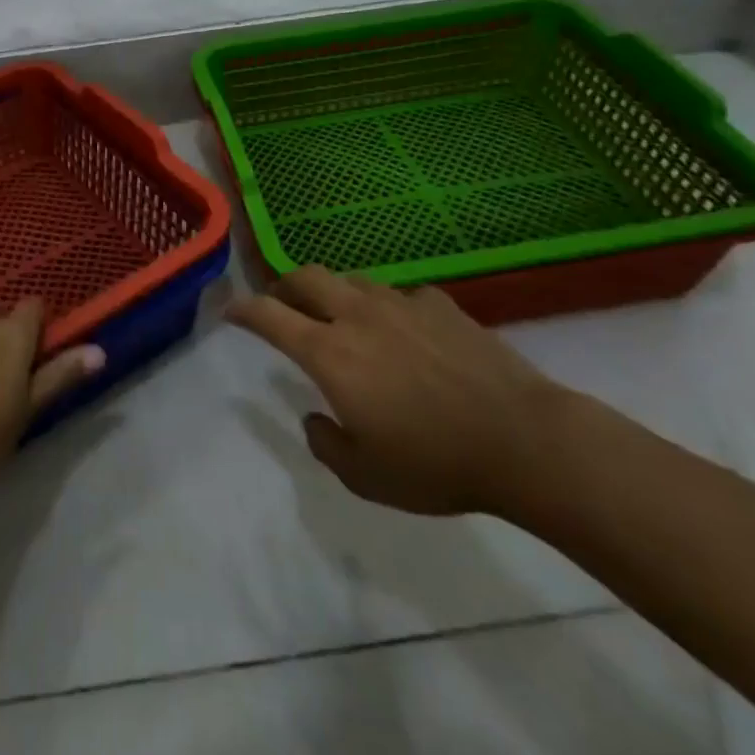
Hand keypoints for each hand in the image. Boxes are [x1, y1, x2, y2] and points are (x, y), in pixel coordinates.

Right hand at [227, 265, 565, 515]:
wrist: (523, 440)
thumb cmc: (436, 464)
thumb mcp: (366, 478)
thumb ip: (326, 444)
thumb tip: (316, 418)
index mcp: (330, 353)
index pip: (270, 316)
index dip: (243, 310)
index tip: (230, 311)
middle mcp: (358, 316)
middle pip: (306, 277)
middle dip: (284, 285)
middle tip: (282, 304)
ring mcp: (401, 304)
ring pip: (352, 280)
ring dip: (335, 293)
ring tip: (342, 318)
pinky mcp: (441, 305)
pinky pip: (401, 296)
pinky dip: (389, 309)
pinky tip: (406, 332)